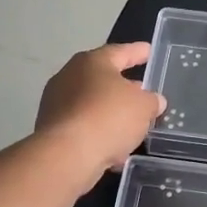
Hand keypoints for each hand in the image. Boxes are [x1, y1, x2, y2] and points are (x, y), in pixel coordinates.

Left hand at [36, 42, 164, 187]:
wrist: (66, 155)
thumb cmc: (109, 118)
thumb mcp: (144, 107)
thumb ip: (152, 101)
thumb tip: (154, 100)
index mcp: (92, 62)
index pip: (120, 52)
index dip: (137, 52)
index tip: (148, 50)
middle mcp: (69, 77)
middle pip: (103, 78)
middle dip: (124, 86)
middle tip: (142, 91)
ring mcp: (56, 104)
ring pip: (92, 105)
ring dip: (111, 113)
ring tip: (131, 125)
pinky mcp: (51, 130)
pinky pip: (83, 127)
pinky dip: (99, 134)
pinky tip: (115, 149)